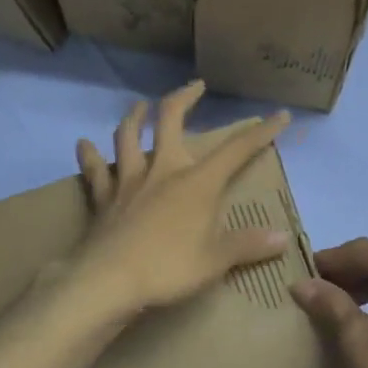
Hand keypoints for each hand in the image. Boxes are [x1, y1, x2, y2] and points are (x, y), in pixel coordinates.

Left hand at [71, 82, 291, 317]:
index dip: (261, 132)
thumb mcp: (216, 261)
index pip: (237, 150)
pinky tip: (84, 144)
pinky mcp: (103, 198)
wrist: (107, 280)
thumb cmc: (168, 268)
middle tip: (196, 86)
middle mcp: (163, 170)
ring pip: (128, 136)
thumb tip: (283, 239)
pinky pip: (95, 170)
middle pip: (171, 120)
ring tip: (140, 106)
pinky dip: (89, 155)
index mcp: (197, 182)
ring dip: (135, 117)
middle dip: (185, 98)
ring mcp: (129, 181)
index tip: (279, 116)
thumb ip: (248, 245)